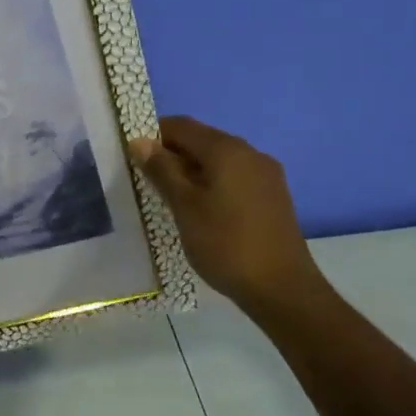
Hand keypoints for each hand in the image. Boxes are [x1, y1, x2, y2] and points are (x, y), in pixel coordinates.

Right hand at [129, 116, 325, 308]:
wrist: (282, 289)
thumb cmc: (226, 243)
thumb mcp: (184, 206)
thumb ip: (162, 170)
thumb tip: (140, 141)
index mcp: (227, 150)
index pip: (181, 126)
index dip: (153, 136)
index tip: (133, 158)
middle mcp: (249, 153)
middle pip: (201, 141)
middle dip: (172, 155)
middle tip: (147, 181)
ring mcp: (265, 175)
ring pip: (218, 160)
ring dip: (191, 171)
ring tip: (170, 199)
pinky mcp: (272, 196)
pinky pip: (234, 177)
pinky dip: (212, 184)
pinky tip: (200, 210)